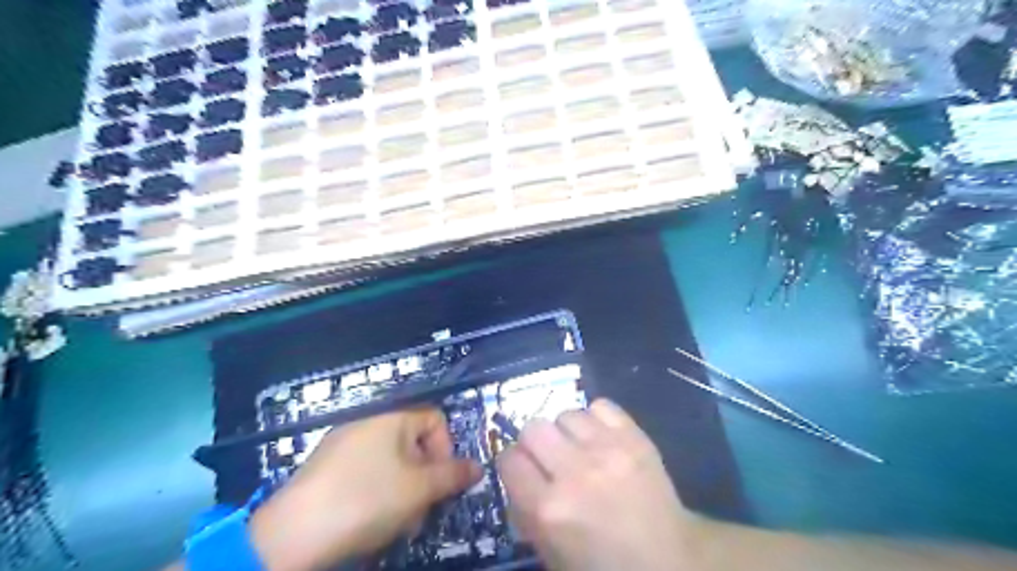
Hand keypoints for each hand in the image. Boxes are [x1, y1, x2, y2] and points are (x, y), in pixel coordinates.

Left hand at [246, 406, 481, 570]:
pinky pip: (367, 471)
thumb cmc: (366, 500)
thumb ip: (453, 475)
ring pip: (392, 462)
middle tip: (421, 511)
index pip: (436, 419)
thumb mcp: (419, 489)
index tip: (442, 481)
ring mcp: (344, 444)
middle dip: (425, 478)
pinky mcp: (326, 467)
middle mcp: (368, 422)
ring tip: (397, 524)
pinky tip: (370, 521)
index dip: (447, 448)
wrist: (291, 534)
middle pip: (414, 444)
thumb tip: (478, 467)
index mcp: (392, 418)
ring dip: (404, 490)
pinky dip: (378, 492)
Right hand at [499, 398, 700, 567]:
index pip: (509, 459)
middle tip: (550, 458)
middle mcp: (575, 473)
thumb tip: (517, 476)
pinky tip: (602, 438)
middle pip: (533, 428)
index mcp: (549, 509)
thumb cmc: (604, 564)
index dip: (513, 464)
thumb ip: (525, 512)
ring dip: (567, 431)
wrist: (669, 559)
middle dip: (536, 443)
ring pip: (566, 414)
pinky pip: (600, 406)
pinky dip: (596, 419)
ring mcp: (608, 450)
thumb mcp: (551, 553)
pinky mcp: (635, 437)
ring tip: (580, 448)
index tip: (524, 470)